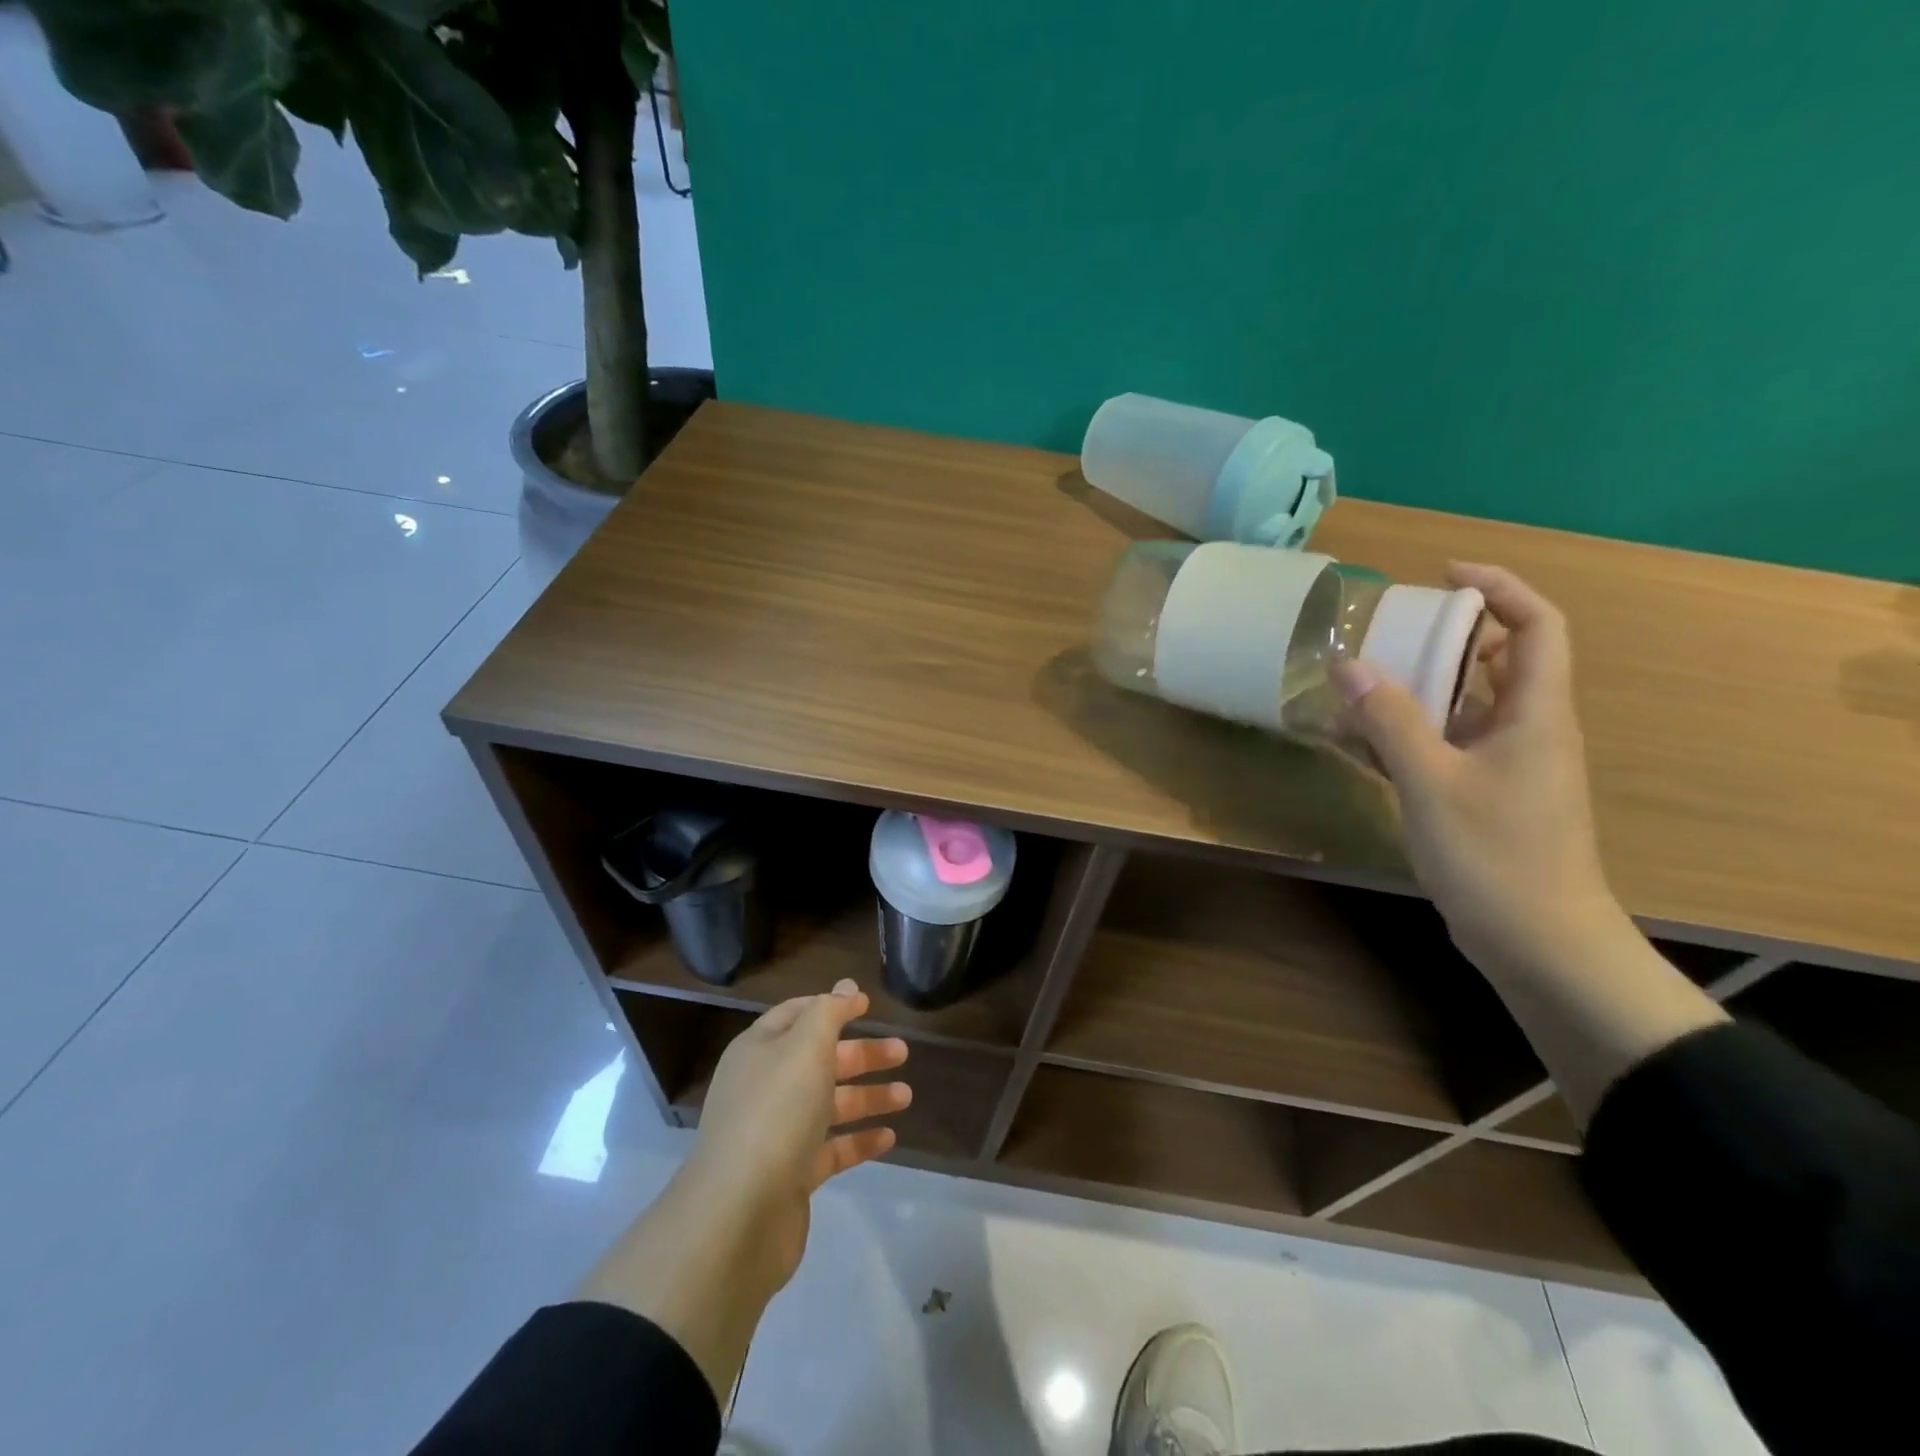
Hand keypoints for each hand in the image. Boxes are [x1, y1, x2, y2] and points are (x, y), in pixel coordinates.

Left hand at [575, 982, 910, 1402]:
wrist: (738, 1214)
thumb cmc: (775, 1112)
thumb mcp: (805, 1047)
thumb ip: (829, 1012)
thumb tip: (845, 986)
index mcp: (760, 1050)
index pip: (796, 1015)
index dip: (832, 1006)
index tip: (868, 1004)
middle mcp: (765, 1087)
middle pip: (819, 1060)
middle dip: (861, 1054)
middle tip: (902, 1052)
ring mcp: (776, 1133)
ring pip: (829, 1105)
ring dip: (867, 1096)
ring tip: (908, 1096)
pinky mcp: (790, 1175)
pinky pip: (830, 1149)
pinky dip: (859, 1140)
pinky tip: (889, 1138)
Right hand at [1332, 563, 1619, 973]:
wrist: (1538, 941)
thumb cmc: (1495, 855)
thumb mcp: (1432, 782)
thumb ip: (1390, 721)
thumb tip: (1349, 665)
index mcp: (1534, 714)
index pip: (1537, 626)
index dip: (1499, 588)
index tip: (1443, 574)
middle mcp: (1527, 729)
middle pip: (1498, 659)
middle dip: (1447, 635)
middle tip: (1388, 629)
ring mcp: (1506, 765)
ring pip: (1465, 704)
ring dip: (1418, 686)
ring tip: (1360, 680)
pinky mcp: (1484, 795)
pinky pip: (1445, 743)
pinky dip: (1408, 732)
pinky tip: (1360, 740)